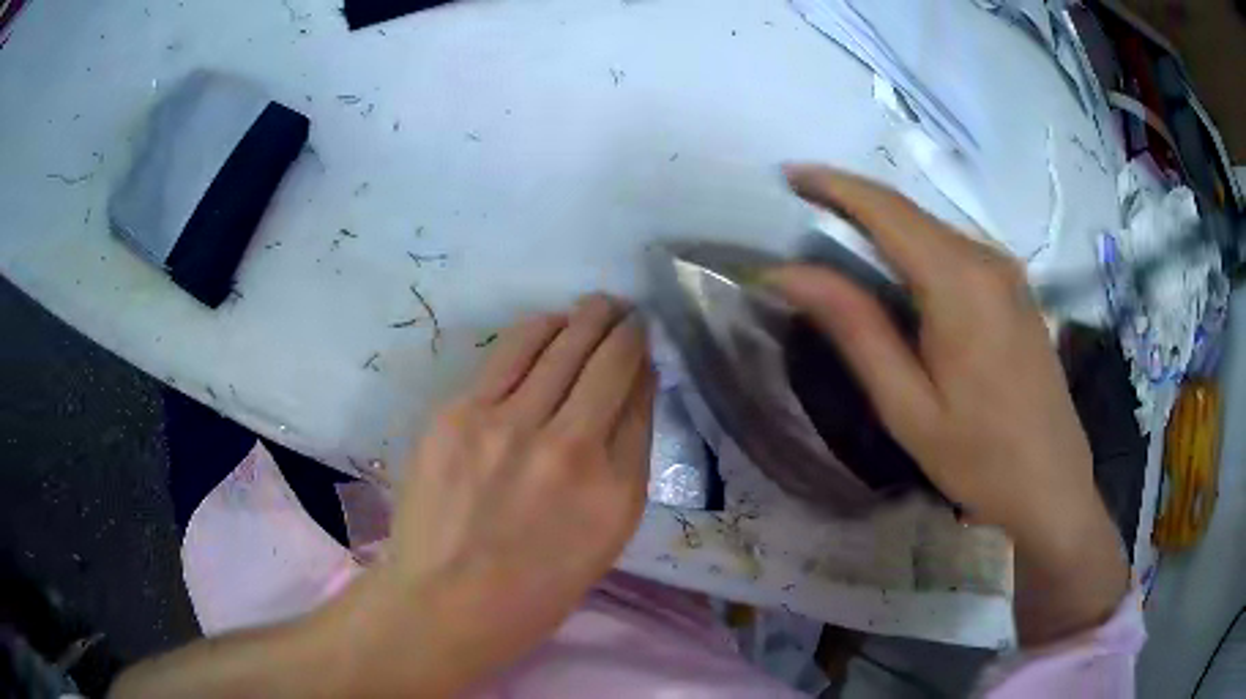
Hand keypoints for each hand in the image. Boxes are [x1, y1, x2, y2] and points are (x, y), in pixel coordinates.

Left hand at [347, 294, 655, 694]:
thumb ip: (624, 464)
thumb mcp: (603, 538)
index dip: (645, 366)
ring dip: (586, 317)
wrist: (445, 603)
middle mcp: (570, 450)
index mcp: (615, 492)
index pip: (640, 402)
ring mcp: (509, 426)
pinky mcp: (460, 413)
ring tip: (596, 306)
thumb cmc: (533, 589)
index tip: (644, 348)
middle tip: (628, 313)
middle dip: (625, 329)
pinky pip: (510, 352)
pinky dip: (539, 330)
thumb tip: (632, 393)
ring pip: (562, 344)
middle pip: (609, 362)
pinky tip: (549, 323)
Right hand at [769, 165, 1127, 645]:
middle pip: (910, 212)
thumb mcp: (908, 406)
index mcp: (960, 284)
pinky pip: (954, 250)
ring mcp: (1007, 273)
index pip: (887, 210)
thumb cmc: (979, 458)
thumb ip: (855, 328)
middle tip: (802, 205)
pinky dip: (914, 245)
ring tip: (836, 233)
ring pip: (932, 228)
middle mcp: (988, 260)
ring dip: (883, 223)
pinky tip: (895, 268)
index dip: (834, 185)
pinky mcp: (1015, 290)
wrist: (1053, 485)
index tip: (789, 174)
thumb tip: (789, 272)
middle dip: (853, 200)